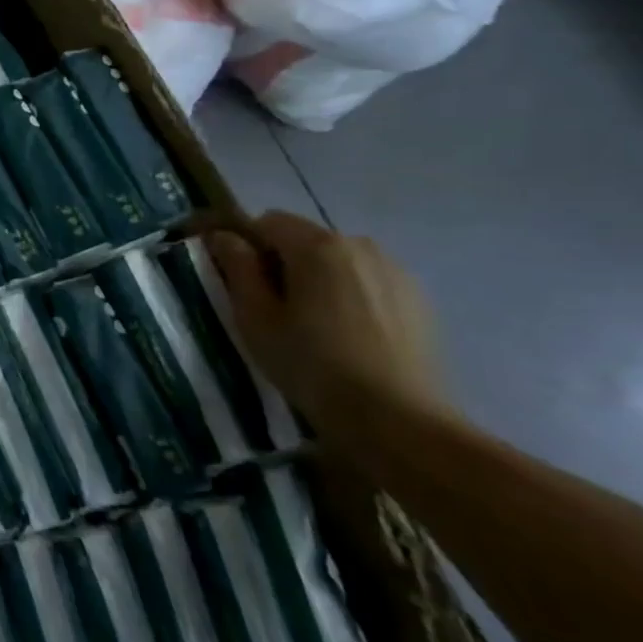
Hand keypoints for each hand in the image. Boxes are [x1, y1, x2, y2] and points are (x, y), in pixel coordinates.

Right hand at [209, 212, 455, 435]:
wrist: (398, 419)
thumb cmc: (311, 364)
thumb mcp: (255, 317)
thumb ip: (237, 268)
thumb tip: (223, 237)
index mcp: (317, 246)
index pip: (266, 222)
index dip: (246, 245)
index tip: (240, 281)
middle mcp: (360, 246)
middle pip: (305, 238)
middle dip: (283, 262)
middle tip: (273, 307)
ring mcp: (396, 272)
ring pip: (337, 260)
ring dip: (317, 278)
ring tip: (313, 323)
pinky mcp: (419, 299)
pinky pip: (367, 281)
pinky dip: (349, 294)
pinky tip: (348, 334)